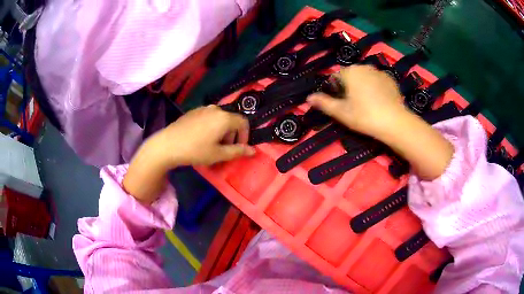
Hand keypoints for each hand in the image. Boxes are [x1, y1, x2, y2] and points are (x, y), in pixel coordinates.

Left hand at [151, 105, 255, 167]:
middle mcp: (216, 109)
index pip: (244, 122)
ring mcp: (203, 108)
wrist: (167, 145)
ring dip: (222, 131)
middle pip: (231, 120)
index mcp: (224, 117)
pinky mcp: (193, 111)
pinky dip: (212, 126)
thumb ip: (238, 151)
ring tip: (213, 145)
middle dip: (232, 135)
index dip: (245, 136)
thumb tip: (254, 151)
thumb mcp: (218, 154)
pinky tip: (201, 138)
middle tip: (224, 150)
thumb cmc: (195, 150)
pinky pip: (209, 117)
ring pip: (220, 119)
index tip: (239, 148)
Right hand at [308, 65, 452, 180]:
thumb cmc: (364, 116)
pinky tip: (379, 102)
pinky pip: (377, 81)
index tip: (341, 104)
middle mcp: (364, 67)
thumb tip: (308, 98)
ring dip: (362, 87)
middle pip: (351, 76)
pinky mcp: (390, 79)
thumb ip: (324, 103)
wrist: (395, 122)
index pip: (335, 77)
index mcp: (350, 72)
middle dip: (349, 87)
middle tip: (354, 106)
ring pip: (365, 78)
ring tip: (368, 104)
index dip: (335, 90)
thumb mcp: (341, 112)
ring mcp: (379, 72)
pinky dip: (375, 88)